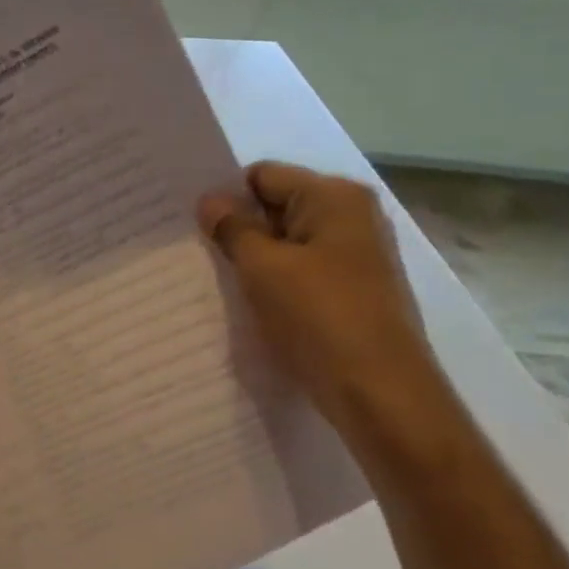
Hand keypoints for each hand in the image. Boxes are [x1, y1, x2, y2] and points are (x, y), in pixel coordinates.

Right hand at [199, 162, 440, 428]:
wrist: (379, 392)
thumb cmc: (319, 318)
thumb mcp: (263, 268)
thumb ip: (232, 228)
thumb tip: (208, 200)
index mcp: (334, 198)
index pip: (262, 176)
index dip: (224, 196)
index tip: (190, 224)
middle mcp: (350, 217)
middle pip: (276, 206)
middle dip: (237, 227)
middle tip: (194, 251)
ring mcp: (354, 255)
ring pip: (285, 243)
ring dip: (253, 258)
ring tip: (217, 279)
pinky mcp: (350, 290)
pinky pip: (299, 271)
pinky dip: (273, 282)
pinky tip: (250, 303)